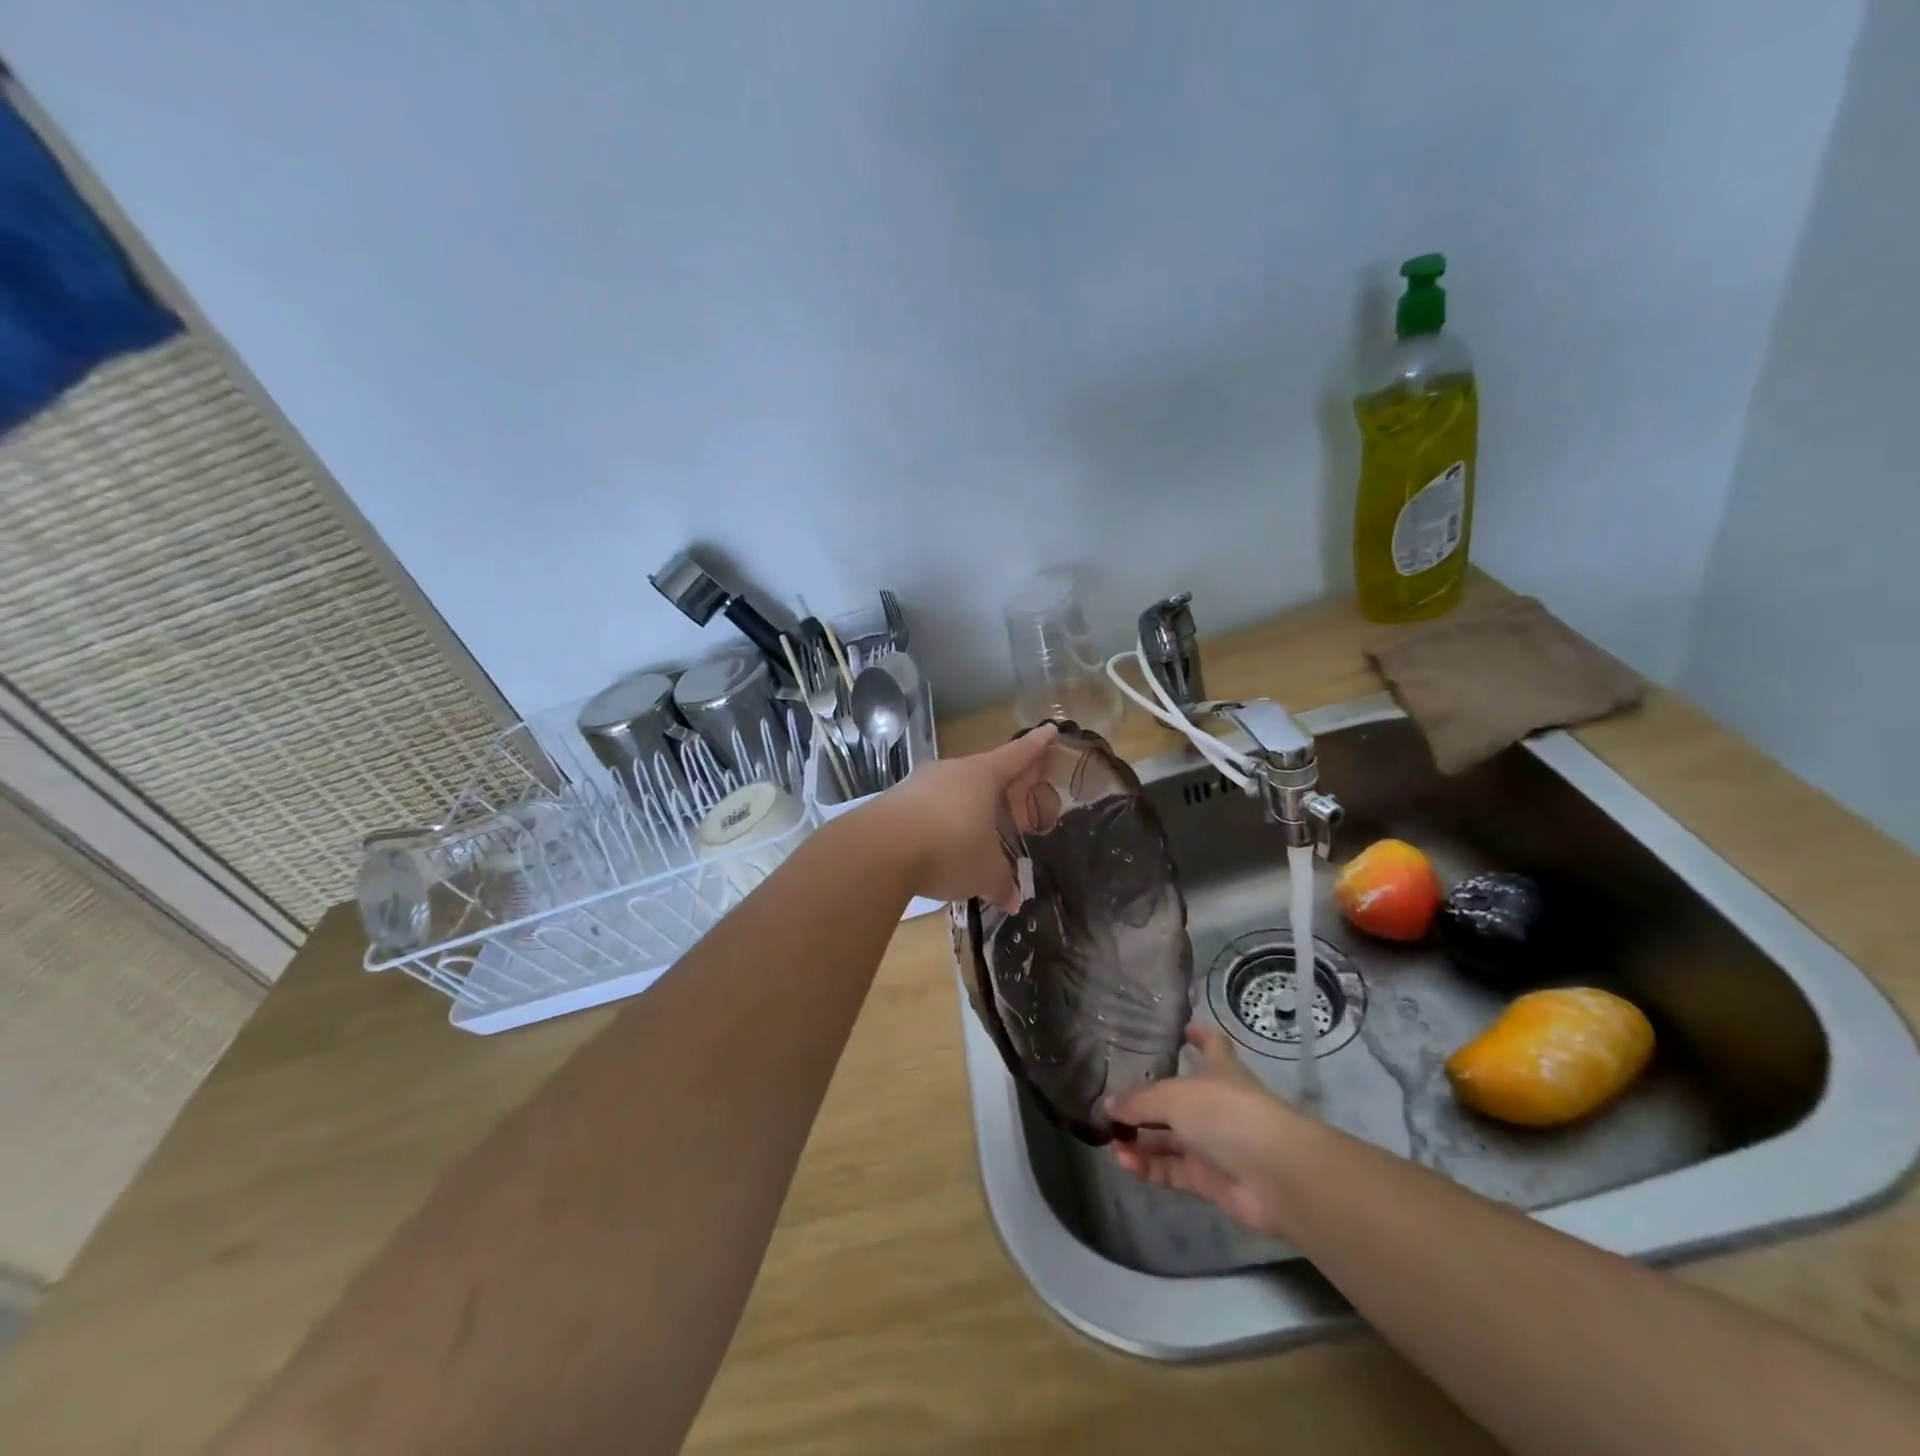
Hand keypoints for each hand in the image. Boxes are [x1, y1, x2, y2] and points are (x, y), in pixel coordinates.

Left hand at [864, 724, 1057, 911]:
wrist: (879, 850)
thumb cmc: (949, 848)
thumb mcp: (985, 872)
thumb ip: (1002, 882)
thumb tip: (1014, 899)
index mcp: (982, 776)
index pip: (1016, 755)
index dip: (1036, 745)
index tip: (1049, 729)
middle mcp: (950, 771)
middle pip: (981, 774)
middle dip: (997, 788)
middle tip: (1011, 802)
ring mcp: (917, 784)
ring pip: (950, 792)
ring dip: (962, 809)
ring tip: (972, 834)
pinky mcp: (892, 802)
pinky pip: (924, 810)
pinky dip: (936, 825)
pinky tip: (936, 848)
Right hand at [1105, 1024, 1303, 1239]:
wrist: (1274, 1175)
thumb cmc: (1227, 1114)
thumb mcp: (1174, 1097)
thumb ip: (1138, 1101)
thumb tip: (1106, 1106)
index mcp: (1220, 1072)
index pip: (1212, 1046)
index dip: (1200, 1036)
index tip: (1183, 1027)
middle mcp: (1217, 1106)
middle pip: (1177, 1101)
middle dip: (1145, 1104)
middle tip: (1112, 1106)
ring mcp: (1215, 1145)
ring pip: (1170, 1140)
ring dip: (1140, 1140)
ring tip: (1110, 1139)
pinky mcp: (1210, 1181)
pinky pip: (1172, 1171)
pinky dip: (1148, 1167)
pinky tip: (1123, 1161)